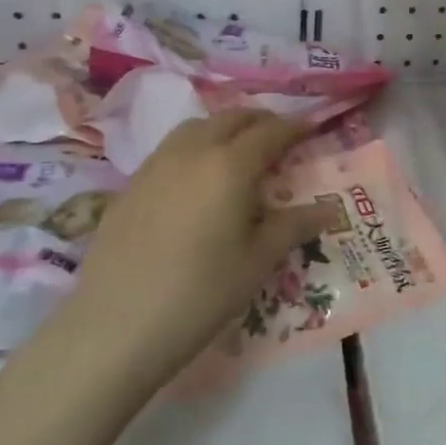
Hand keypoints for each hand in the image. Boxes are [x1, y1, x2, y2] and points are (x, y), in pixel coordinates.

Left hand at [72, 110, 338, 375]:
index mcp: (230, 165)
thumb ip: (294, 226)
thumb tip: (330, 209)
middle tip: (279, 139)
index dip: (294, 127)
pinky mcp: (130, 186)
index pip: (270, 131)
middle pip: (231, 118)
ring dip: (224, 129)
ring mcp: (155, 165)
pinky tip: (197, 181)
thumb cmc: (201, 293)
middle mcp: (192, 152)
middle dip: (259, 121)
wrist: (115, 326)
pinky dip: (195, 148)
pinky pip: (170, 150)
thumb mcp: (258, 261)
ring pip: (196, 128)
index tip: (312, 129)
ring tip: (239, 153)